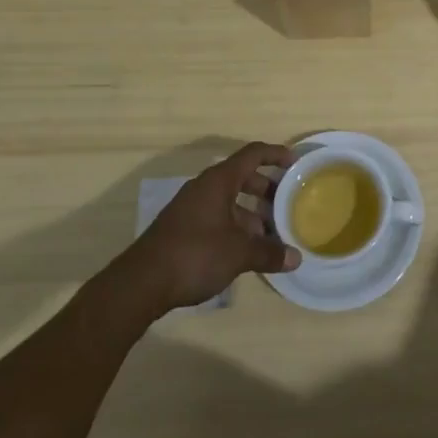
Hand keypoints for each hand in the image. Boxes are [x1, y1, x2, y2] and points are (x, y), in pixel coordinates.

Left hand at [122, 142, 299, 312]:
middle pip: (241, 177)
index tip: (295, 163)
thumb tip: (296, 258)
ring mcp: (191, 208)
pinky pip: (216, 217)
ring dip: (251, 212)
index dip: (275, 154)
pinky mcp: (182, 229)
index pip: (252, 154)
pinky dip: (235, 226)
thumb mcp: (238, 254)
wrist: (141, 284)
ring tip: (271, 233)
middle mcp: (204, 188)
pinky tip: (245, 250)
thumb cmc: (195, 255)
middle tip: (287, 202)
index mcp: (219, 181)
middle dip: (266, 188)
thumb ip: (269, 253)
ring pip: (229, 200)